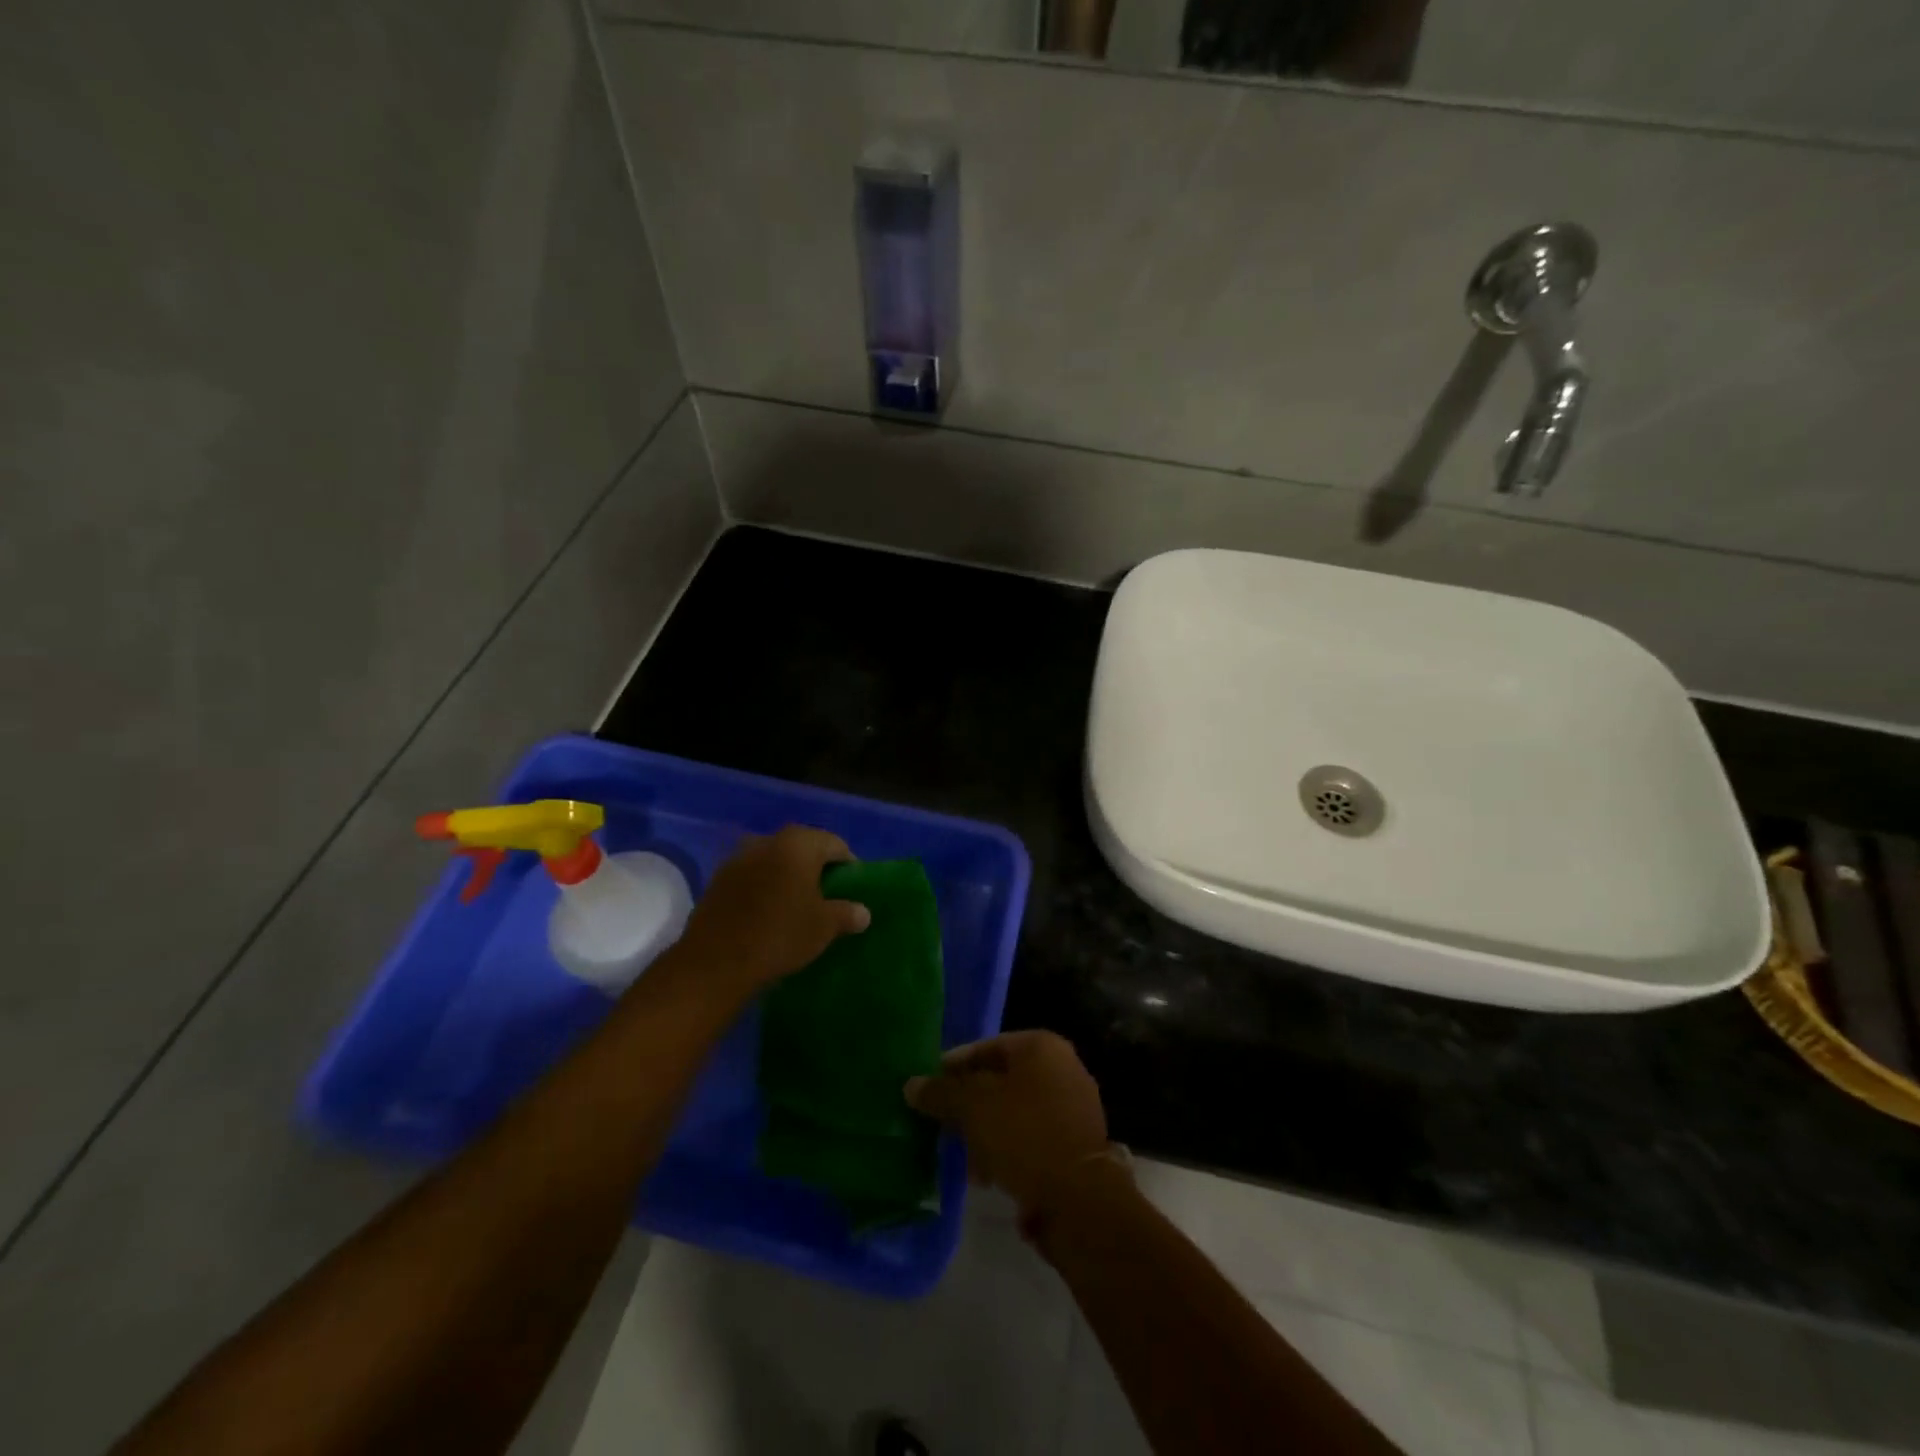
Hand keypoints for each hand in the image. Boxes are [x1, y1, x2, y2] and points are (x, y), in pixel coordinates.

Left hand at [678, 826, 870, 990]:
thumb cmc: (780, 935)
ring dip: (788, 875)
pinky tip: (769, 911)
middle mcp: (767, 841)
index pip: (835, 844)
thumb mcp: (824, 927)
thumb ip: (847, 913)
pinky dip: (765, 886)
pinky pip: (753, 875)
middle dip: (817, 868)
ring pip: (775, 860)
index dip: (849, 865)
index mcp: (798, 844)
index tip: (853, 889)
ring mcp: (739, 858)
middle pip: (803, 847)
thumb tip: (863, 912)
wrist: (715, 963)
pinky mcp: (719, 879)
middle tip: (828, 895)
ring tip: (797, 904)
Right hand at [904, 1031, 1111, 1219]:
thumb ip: (941, 1092)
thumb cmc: (1024, 1134)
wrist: (1080, 1199)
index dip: (954, 1068)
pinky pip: (1032, 1138)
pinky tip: (988, 1176)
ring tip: (963, 1159)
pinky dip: (1009, 1151)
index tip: (929, 1090)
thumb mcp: (973, 1107)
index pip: (986, 1047)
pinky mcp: (1077, 1145)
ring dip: (986, 1132)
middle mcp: (1064, 1067)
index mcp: (1042, 1046)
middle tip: (942, 1126)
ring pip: (1015, 1112)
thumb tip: (912, 1085)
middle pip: (1001, 1081)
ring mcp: (1074, 1107)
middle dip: (970, 1105)